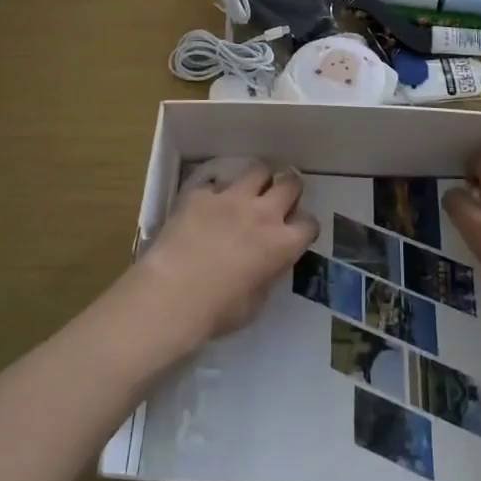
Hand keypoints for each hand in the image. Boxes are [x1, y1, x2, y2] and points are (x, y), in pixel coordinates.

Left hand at [135, 161, 318, 348]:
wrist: (171, 295)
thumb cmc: (217, 311)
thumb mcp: (256, 303)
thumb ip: (267, 275)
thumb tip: (264, 265)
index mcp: (282, 244)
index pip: (309, 224)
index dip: (304, 227)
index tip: (296, 232)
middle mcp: (263, 213)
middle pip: (290, 183)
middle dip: (290, 186)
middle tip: (281, 195)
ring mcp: (231, 198)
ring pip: (258, 169)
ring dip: (259, 179)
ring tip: (251, 189)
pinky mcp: (201, 194)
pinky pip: (214, 184)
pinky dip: (215, 193)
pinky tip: (206, 206)